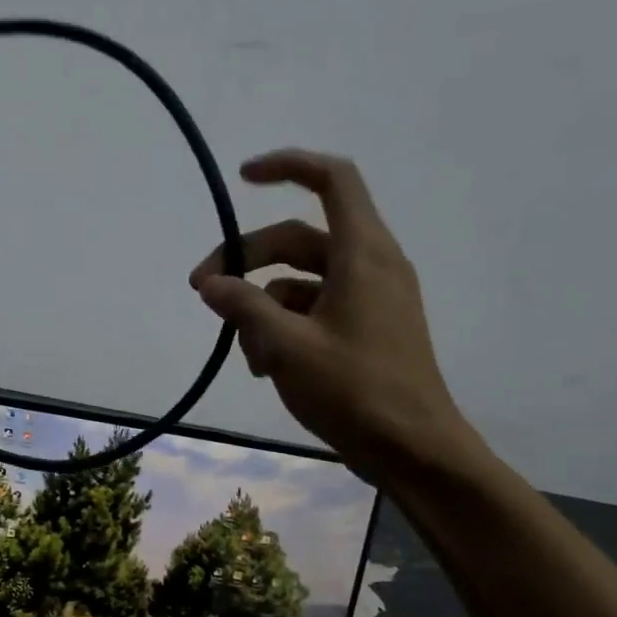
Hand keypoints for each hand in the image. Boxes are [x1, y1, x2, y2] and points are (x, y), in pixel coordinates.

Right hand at [191, 150, 476, 481]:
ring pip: (300, 281)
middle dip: (247, 261)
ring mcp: (369, 299)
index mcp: (363, 254)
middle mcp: (370, 266)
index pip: (332, 180)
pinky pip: (313, 310)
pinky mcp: (365, 329)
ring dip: (261, 307)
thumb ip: (243, 307)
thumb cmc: (354, 391)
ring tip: (243, 351)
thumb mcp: (286, 346)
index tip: (241, 178)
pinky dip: (282, 328)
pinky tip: (264, 366)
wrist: (414, 450)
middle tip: (202, 291)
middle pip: (298, 239)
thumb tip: (210, 283)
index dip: (287, 167)